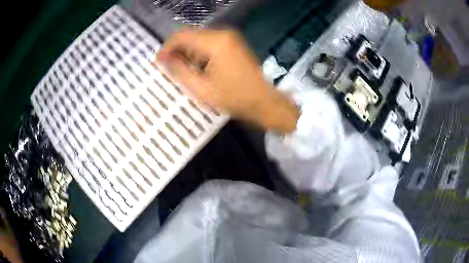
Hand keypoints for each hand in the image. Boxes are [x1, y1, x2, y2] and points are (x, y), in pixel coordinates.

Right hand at [156, 29, 299, 133]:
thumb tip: (162, 58)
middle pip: (190, 35)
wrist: (264, 102)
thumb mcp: (201, 88)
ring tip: (182, 71)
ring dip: (187, 52)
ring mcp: (230, 37)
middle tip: (169, 68)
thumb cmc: (234, 98)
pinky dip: (199, 53)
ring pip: (199, 39)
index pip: (182, 36)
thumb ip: (179, 70)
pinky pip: (209, 43)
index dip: (167, 47)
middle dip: (177, 50)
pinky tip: (197, 68)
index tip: (158, 61)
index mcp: (215, 42)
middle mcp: (223, 34)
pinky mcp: (233, 43)